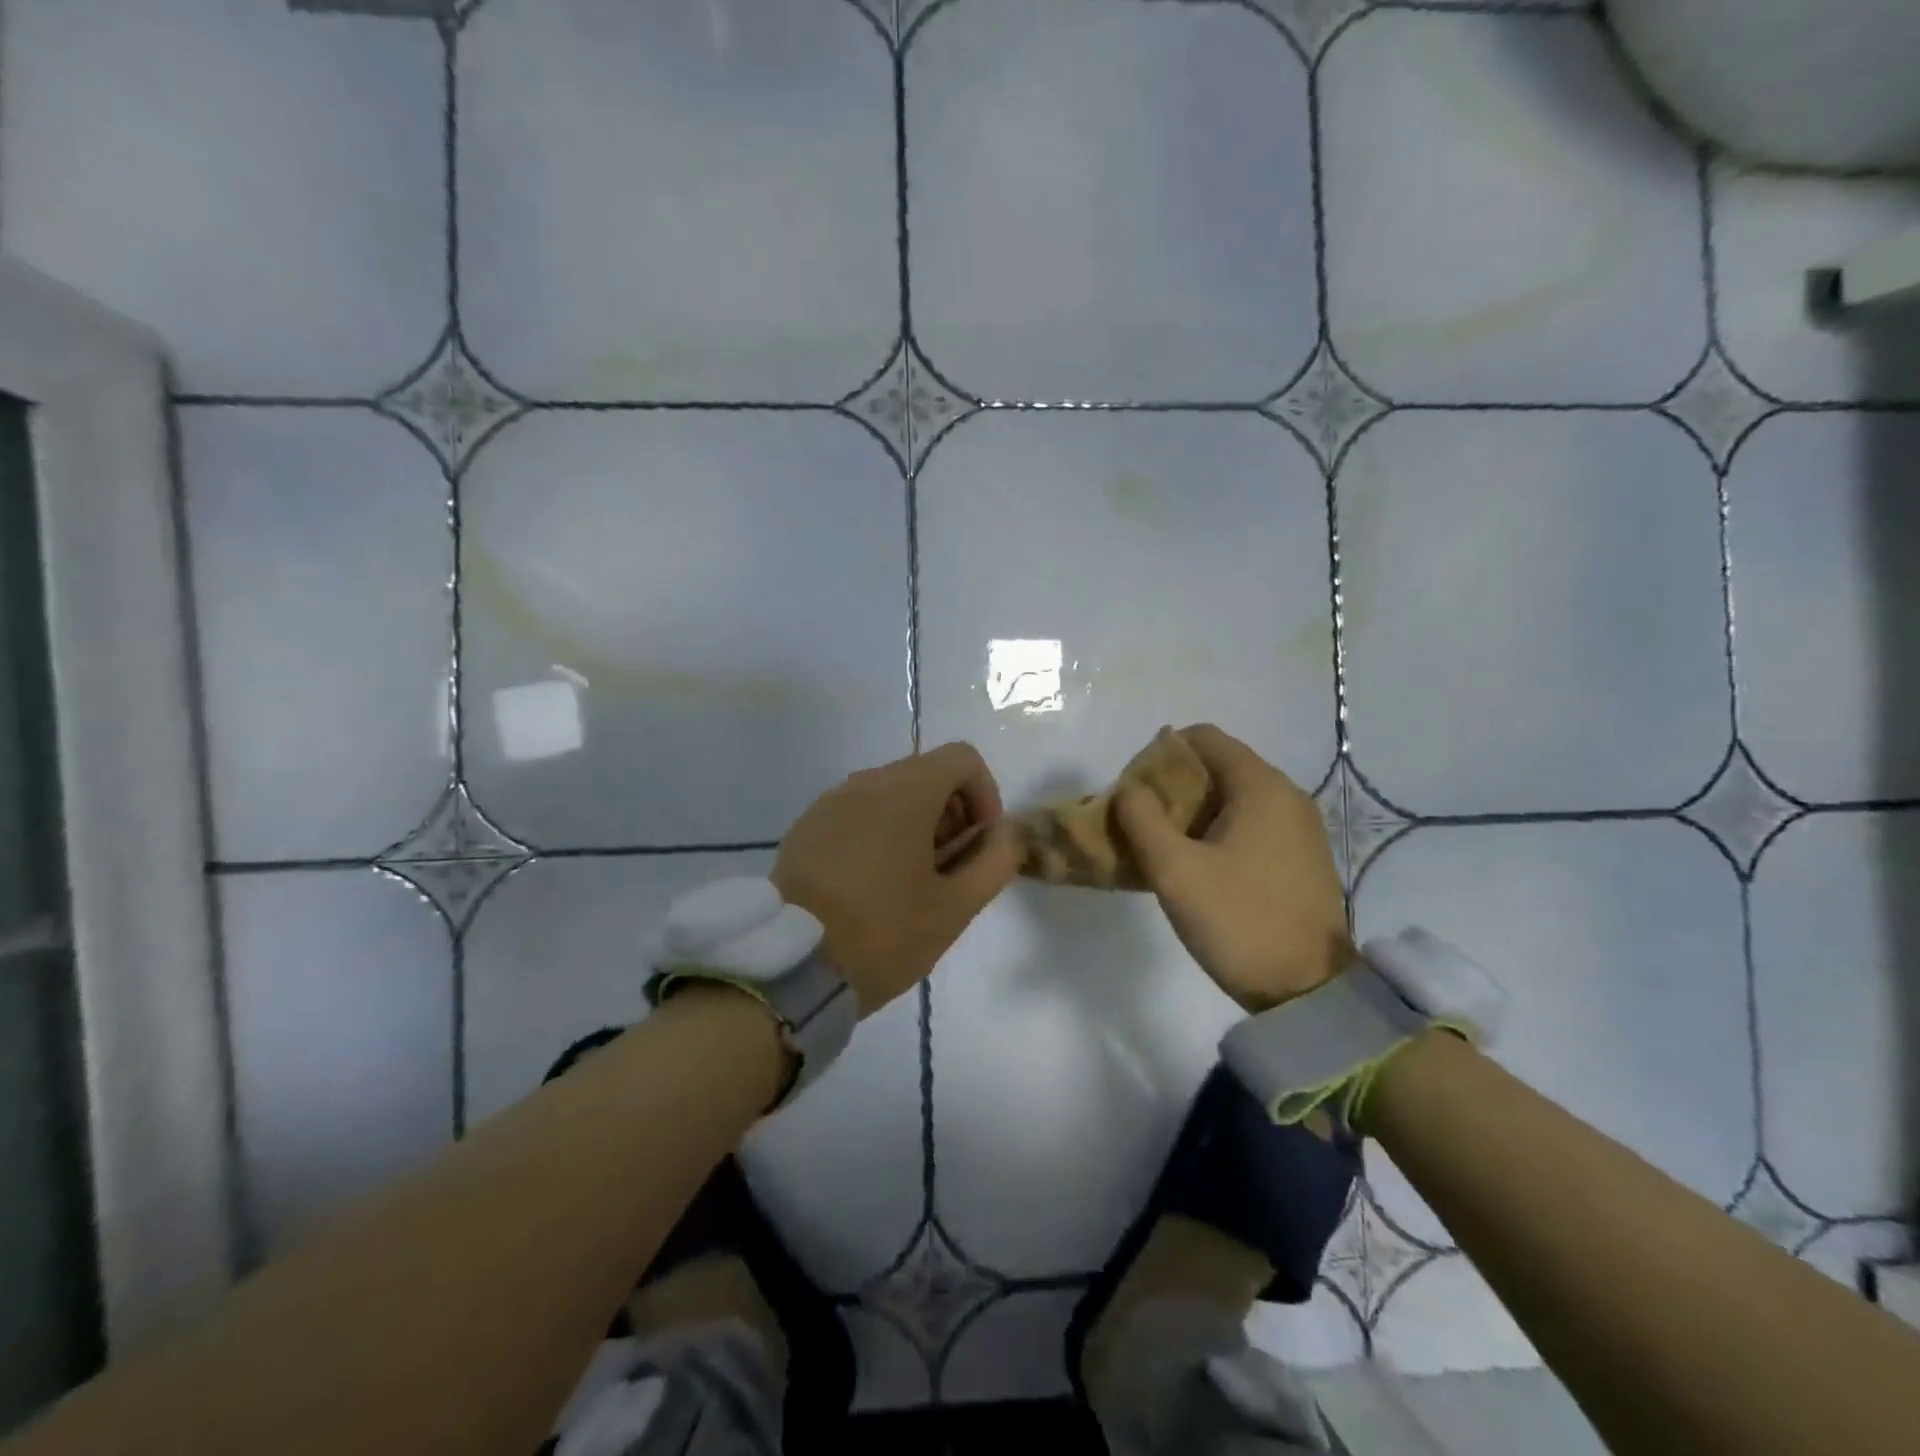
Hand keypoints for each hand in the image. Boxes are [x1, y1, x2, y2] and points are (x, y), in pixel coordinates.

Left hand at [772, 743, 1024, 1014]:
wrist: (790, 967)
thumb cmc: (883, 933)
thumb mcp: (955, 907)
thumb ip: (994, 861)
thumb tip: (1006, 833)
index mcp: (905, 791)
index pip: (962, 759)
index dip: (985, 795)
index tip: (980, 844)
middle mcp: (865, 782)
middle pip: (926, 774)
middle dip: (952, 814)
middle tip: (949, 870)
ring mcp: (829, 802)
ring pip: (890, 793)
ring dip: (916, 825)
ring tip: (911, 882)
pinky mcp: (806, 827)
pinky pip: (857, 813)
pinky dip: (879, 833)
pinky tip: (871, 884)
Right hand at [1114, 724, 1354, 1012]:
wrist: (1308, 990)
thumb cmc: (1239, 921)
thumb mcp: (1175, 871)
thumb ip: (1142, 819)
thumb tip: (1127, 788)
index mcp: (1260, 786)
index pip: (1204, 737)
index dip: (1162, 753)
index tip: (1136, 789)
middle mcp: (1285, 795)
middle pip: (1218, 765)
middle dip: (1174, 785)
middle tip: (1142, 821)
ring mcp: (1299, 827)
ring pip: (1233, 796)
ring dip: (1193, 811)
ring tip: (1163, 845)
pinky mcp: (1301, 856)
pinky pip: (1251, 823)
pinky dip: (1218, 830)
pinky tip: (1198, 865)